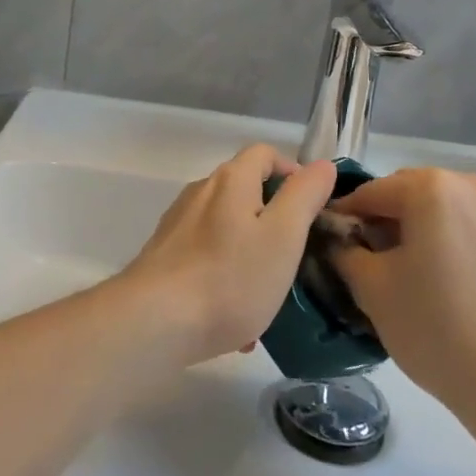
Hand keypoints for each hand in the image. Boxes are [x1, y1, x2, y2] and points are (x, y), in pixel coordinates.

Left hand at [118, 145, 335, 366]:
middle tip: (293, 255)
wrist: (154, 322)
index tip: (310, 207)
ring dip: (249, 251)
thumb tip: (321, 166)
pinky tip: (234, 320)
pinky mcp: (163, 255)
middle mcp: (201, 191)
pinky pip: (205, 256)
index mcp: (231, 180)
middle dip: (273, 217)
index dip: (291, 172)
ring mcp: (178, 223)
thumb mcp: (284, 236)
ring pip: (226, 228)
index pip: (265, 153)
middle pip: (244, 190)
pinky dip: (225, 274)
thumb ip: (304, 196)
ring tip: (266, 295)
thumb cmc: (229, 277)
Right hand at [330, 169, 475, 414]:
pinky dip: (458, 241)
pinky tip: (454, 281)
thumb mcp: (372, 289)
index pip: (372, 193)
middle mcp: (471, 184)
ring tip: (416, 271)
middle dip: (388, 219)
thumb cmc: (435, 328)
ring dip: (425, 228)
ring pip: (447, 208)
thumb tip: (340, 240)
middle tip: (372, 259)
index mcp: (430, 188)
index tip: (332, 242)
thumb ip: (346, 251)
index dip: (346, 217)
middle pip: (412, 193)